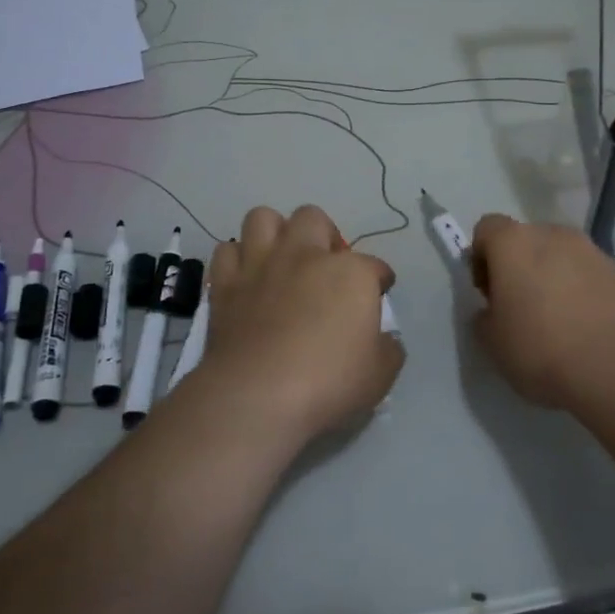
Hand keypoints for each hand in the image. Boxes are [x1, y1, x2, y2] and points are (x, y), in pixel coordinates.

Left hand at [199, 205, 401, 442]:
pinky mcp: (226, 283)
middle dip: (323, 236)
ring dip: (274, 234)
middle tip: (325, 267)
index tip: (378, 293)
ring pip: (264, 218)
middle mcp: (305, 255)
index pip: (375, 266)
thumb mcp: (380, 375)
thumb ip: (388, 350)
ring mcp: (261, 264)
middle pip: (314, 218)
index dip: (380, 280)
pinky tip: (246, 279)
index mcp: (351, 273)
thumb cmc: (328, 383)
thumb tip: (386, 340)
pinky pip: (227, 251)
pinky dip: (237, 260)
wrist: (258, 395)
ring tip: (281, 260)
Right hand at [470, 214, 614, 410]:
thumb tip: (494, 311)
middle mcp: (552, 235)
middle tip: (519, 307)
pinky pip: (588, 274)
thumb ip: (485, 317)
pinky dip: (580, 291)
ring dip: (552, 277)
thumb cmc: (541, 348)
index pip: (487, 228)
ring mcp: (591, 251)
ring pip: (559, 256)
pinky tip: (583, 327)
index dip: (481, 257)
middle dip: (518, 266)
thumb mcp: (492, 342)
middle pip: (526, 240)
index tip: (488, 293)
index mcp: (514, 243)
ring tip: (556, 320)